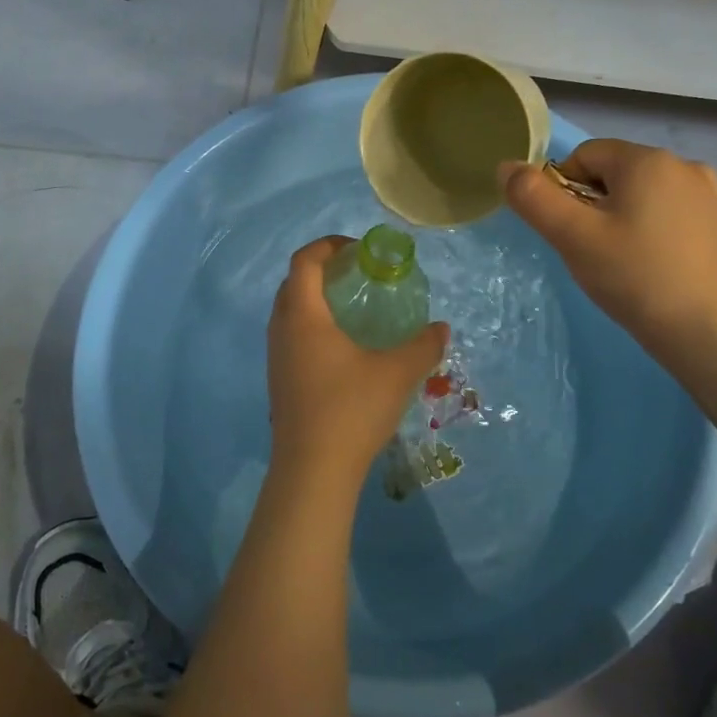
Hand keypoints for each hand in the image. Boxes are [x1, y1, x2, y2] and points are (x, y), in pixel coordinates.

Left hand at [267, 237, 448, 489]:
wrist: (313, 470)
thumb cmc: (352, 410)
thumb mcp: (398, 373)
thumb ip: (423, 345)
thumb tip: (441, 328)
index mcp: (304, 316)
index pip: (304, 261)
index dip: (328, 245)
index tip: (358, 250)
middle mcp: (282, 329)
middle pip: (293, 283)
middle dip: (322, 270)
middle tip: (357, 276)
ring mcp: (275, 357)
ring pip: (289, 312)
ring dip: (314, 300)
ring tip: (352, 310)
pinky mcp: (278, 381)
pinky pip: (290, 336)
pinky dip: (311, 326)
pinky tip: (342, 349)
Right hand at [500, 140, 716, 353]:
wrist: (699, 328)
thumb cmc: (631, 276)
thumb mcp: (572, 236)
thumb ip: (532, 197)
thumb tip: (506, 167)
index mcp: (646, 159)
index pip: (584, 156)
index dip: (565, 191)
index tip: (571, 231)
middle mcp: (682, 163)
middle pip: (612, 171)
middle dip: (593, 203)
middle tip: (592, 249)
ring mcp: (705, 191)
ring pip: (639, 190)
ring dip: (620, 214)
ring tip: (621, 257)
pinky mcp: (716, 219)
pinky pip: (666, 207)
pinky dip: (649, 224)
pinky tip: (650, 258)